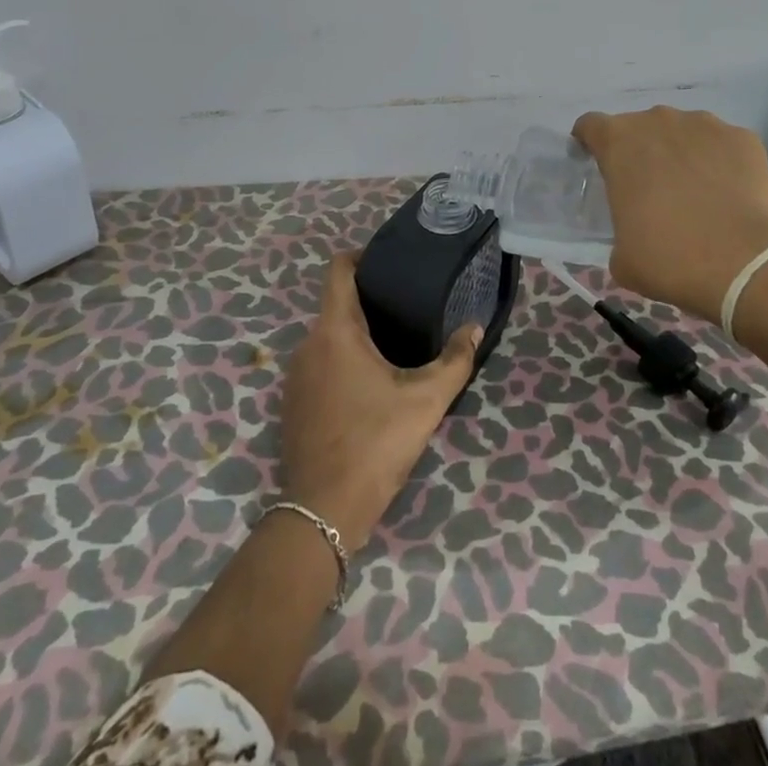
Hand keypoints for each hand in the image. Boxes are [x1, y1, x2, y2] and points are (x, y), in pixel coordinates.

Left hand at [280, 254, 480, 546]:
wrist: (324, 512)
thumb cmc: (376, 443)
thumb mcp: (426, 400)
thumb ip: (455, 359)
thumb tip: (474, 327)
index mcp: (335, 331)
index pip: (338, 270)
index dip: (361, 256)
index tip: (389, 262)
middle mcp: (308, 345)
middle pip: (336, 304)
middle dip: (369, 300)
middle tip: (408, 306)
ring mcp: (295, 377)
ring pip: (327, 337)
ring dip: (356, 334)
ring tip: (394, 343)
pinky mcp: (293, 404)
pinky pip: (319, 365)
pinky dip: (341, 361)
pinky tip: (369, 383)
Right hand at [573, 106, 767, 322]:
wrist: (743, 264)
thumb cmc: (669, 258)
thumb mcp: (622, 255)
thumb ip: (620, 227)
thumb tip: (636, 229)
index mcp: (619, 142)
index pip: (591, 126)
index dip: (590, 143)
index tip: (596, 165)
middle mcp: (659, 120)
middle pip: (641, 127)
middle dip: (642, 152)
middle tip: (651, 191)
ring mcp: (705, 124)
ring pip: (684, 132)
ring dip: (682, 153)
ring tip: (695, 193)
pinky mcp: (743, 138)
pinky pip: (723, 144)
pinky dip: (721, 163)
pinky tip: (728, 195)